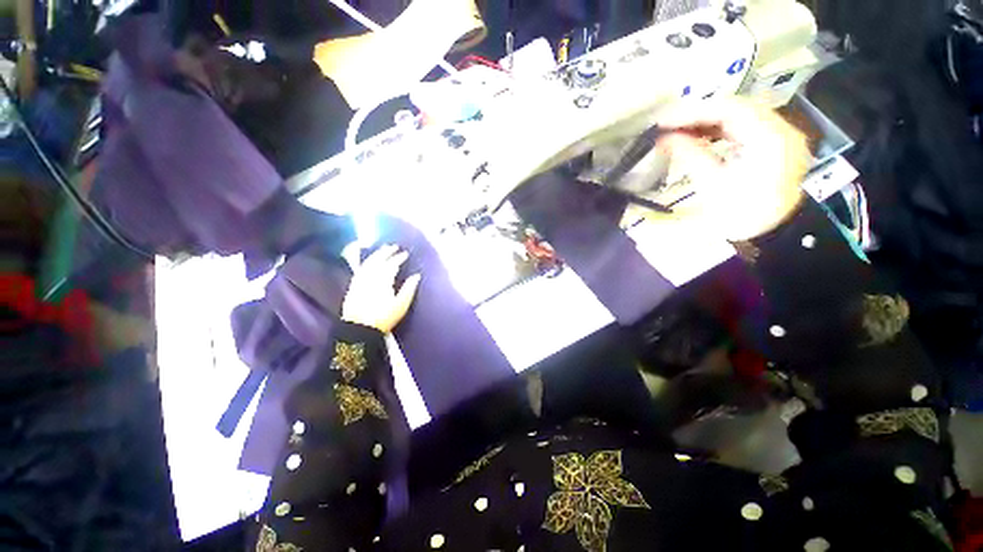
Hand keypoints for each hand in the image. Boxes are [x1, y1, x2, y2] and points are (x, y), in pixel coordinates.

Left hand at [341, 245, 420, 332]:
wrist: (359, 329)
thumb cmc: (384, 318)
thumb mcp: (401, 305)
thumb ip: (409, 289)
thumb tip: (416, 275)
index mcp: (383, 281)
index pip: (391, 264)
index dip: (399, 258)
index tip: (405, 254)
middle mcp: (370, 277)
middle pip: (378, 260)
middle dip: (387, 252)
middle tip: (394, 246)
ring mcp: (360, 280)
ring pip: (368, 262)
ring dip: (376, 254)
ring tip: (383, 249)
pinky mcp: (353, 285)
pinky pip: (361, 269)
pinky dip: (367, 262)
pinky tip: (370, 261)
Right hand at [654, 97, 810, 240]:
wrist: (770, 233)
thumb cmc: (740, 214)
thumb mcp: (712, 184)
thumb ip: (690, 154)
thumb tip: (663, 138)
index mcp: (770, 139)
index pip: (730, 110)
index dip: (693, 111)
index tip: (663, 120)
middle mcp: (781, 128)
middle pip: (735, 107)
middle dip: (698, 113)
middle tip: (666, 123)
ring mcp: (779, 134)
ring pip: (739, 114)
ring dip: (707, 119)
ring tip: (677, 129)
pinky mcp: (773, 142)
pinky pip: (743, 126)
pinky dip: (718, 128)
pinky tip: (698, 135)